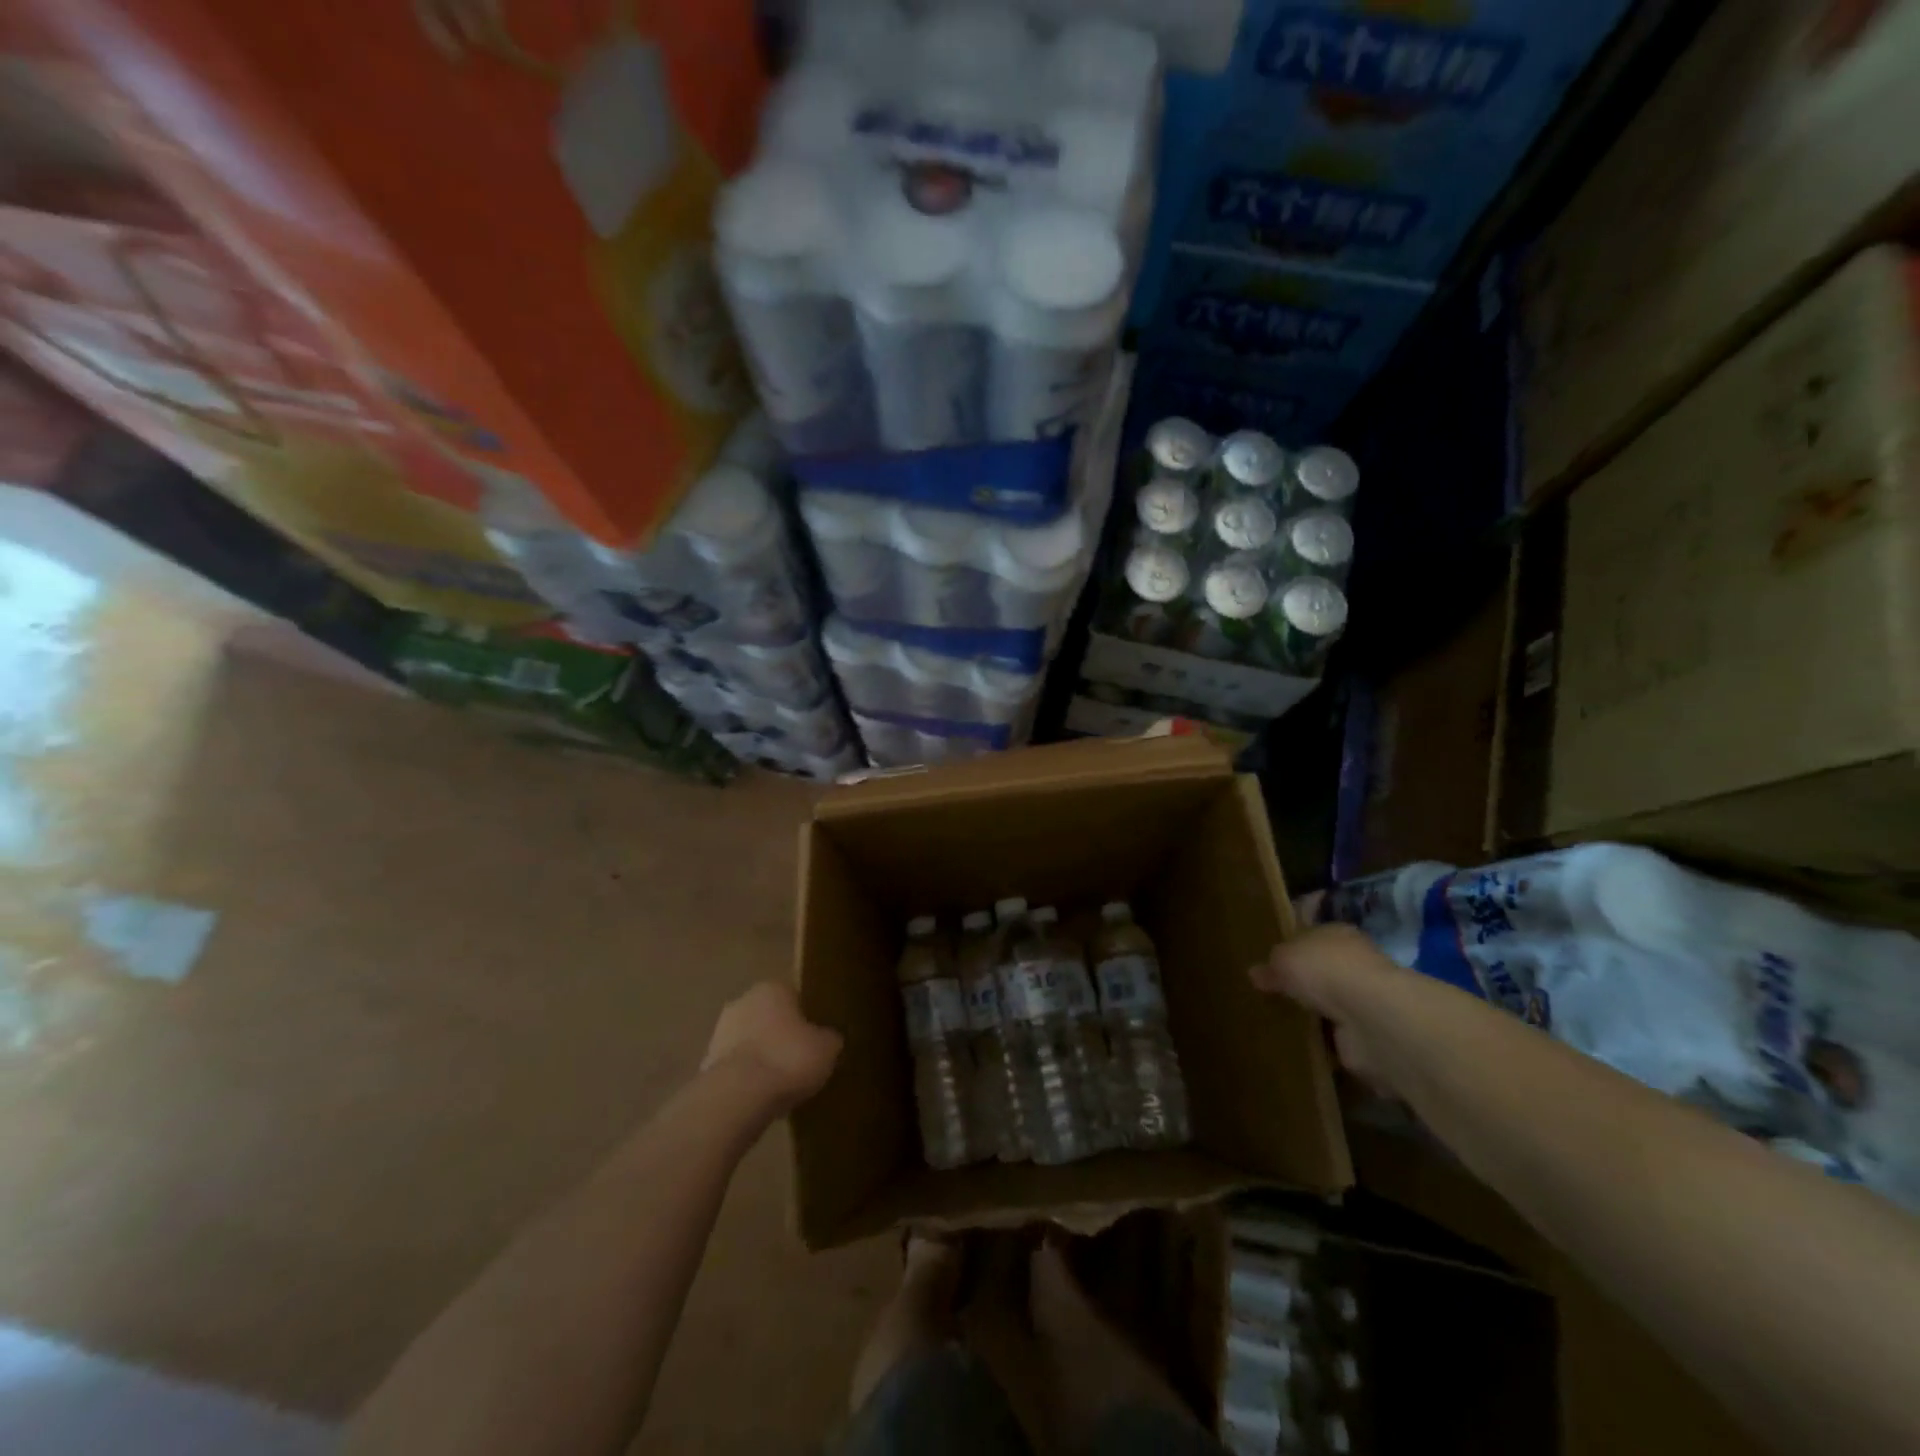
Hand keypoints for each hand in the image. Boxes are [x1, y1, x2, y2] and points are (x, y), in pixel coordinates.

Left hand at [702, 982, 841, 1111]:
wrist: (738, 1096)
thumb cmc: (788, 1059)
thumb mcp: (827, 1048)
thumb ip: (828, 1038)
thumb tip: (828, 1039)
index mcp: (773, 988)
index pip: (794, 996)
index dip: (806, 1017)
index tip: (815, 1038)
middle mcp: (742, 1001)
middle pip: (767, 1016)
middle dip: (779, 1034)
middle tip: (799, 1058)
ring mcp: (719, 1032)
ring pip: (748, 1040)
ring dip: (760, 1055)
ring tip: (779, 1082)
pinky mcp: (705, 1063)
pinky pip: (735, 1067)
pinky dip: (745, 1077)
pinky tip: (759, 1096)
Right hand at [1249, 924, 1402, 1095]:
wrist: (1369, 1017)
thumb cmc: (1324, 969)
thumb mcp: (1284, 958)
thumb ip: (1270, 965)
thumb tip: (1255, 973)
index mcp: (1338, 935)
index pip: (1312, 936)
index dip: (1292, 947)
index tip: (1271, 962)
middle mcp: (1355, 964)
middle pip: (1322, 971)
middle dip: (1302, 983)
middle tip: (1270, 994)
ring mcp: (1364, 1002)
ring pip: (1330, 1005)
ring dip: (1313, 1016)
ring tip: (1279, 1022)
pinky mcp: (1367, 1036)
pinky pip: (1336, 1037)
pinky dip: (1322, 1043)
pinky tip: (1298, 1046)